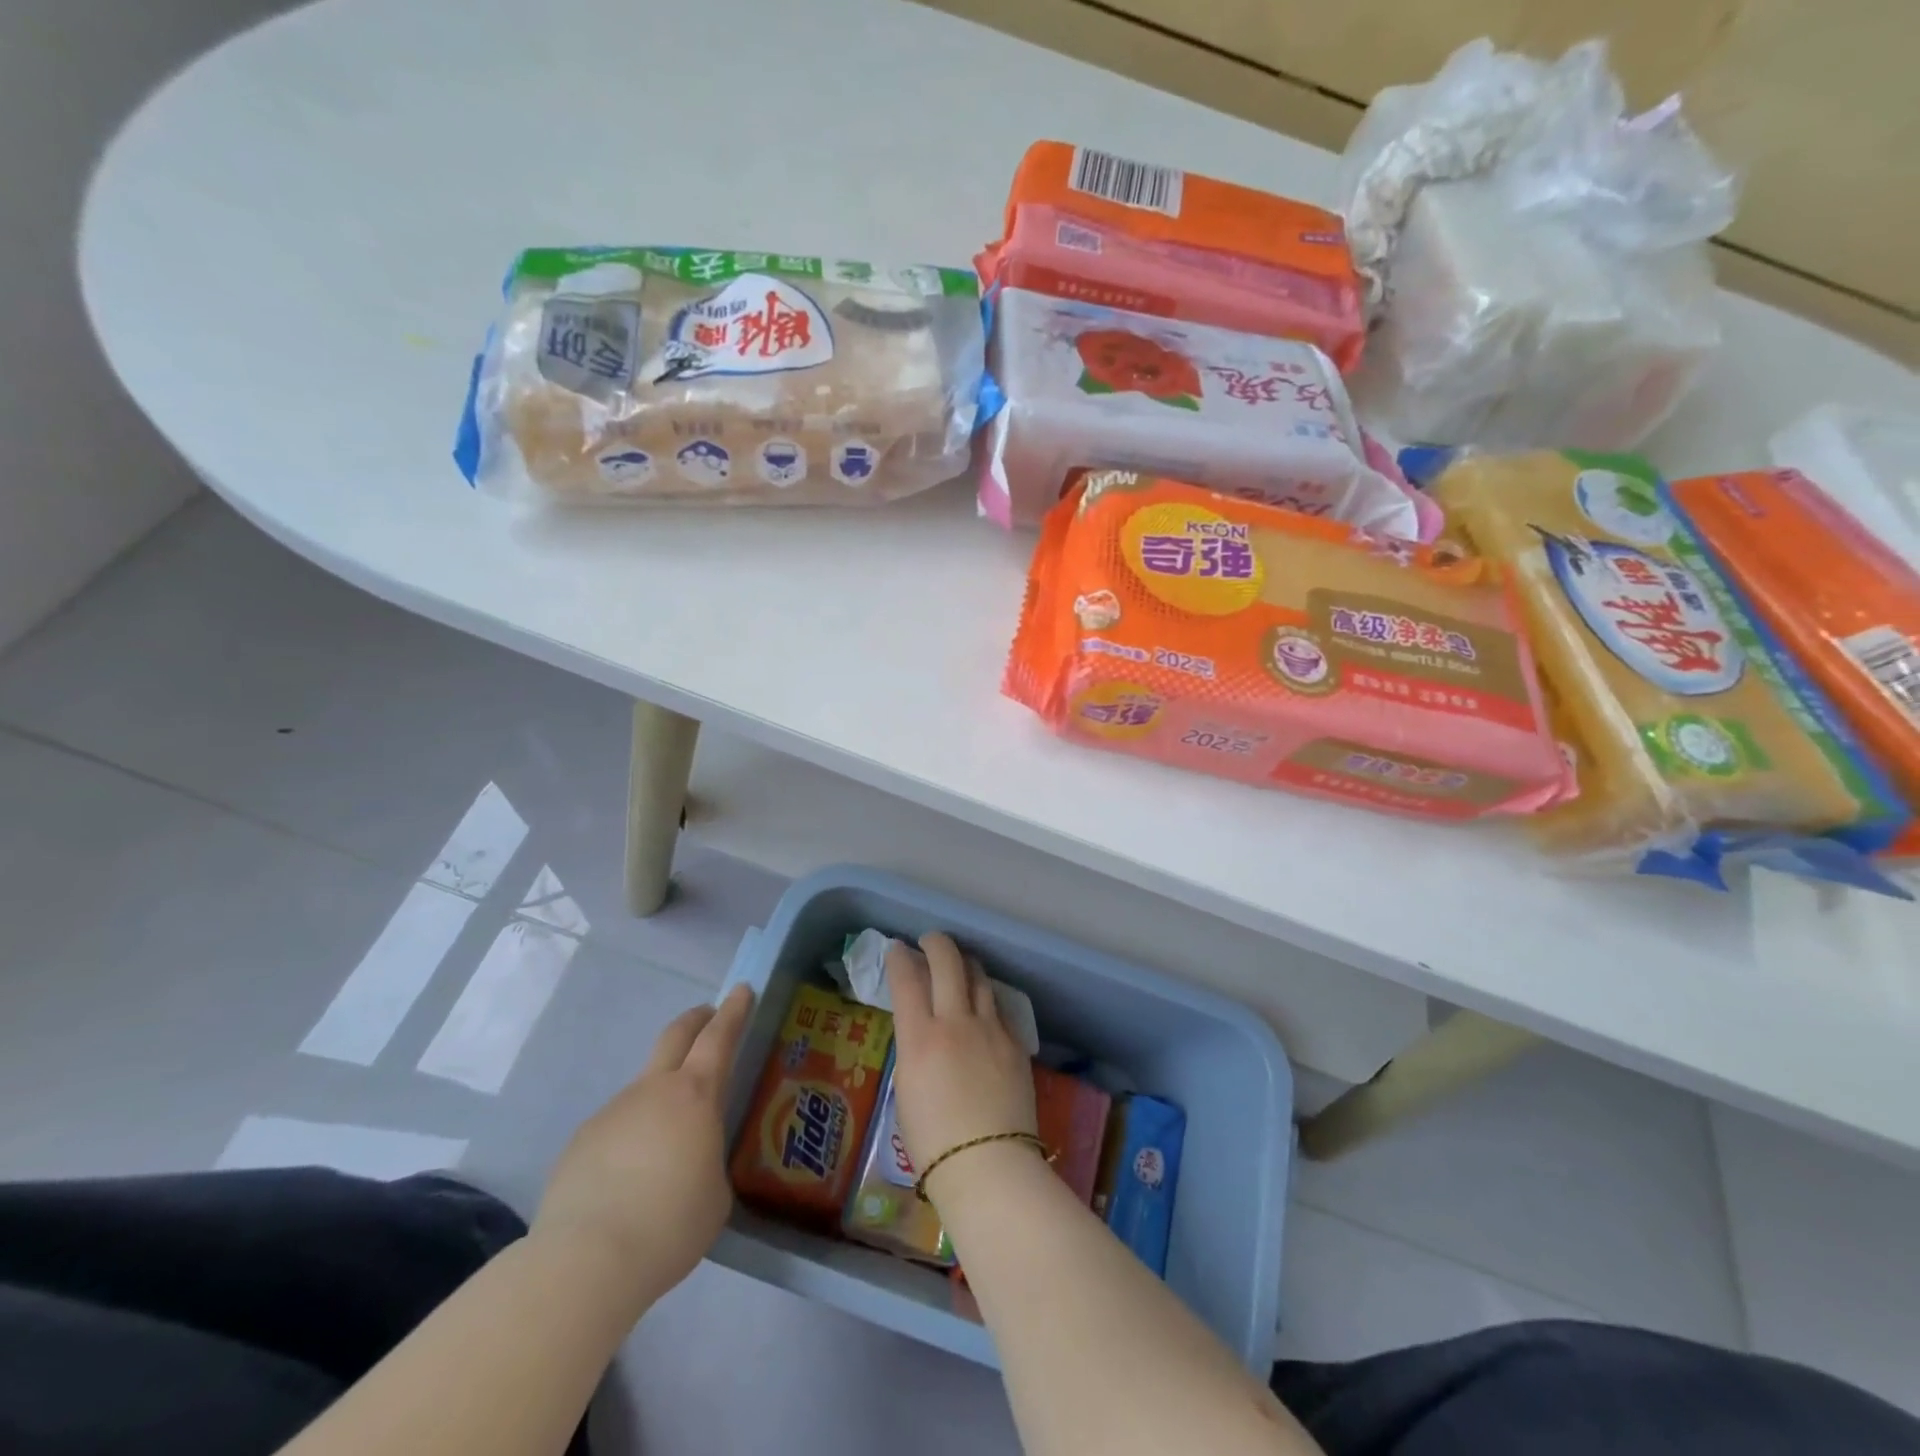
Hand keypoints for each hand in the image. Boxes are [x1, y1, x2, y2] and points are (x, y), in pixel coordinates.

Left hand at [532, 983, 753, 1306]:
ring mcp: (611, 1112)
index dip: (734, 1011)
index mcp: (695, 1096)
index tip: (742, 990)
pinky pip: (615, 1128)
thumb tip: (690, 1165)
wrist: (585, 1262)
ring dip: (661, 1097)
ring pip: (643, 1089)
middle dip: (696, 1021)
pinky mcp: (579, 1143)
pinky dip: (630, 1138)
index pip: (719, 1037)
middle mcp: (652, 1091)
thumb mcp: (716, 1195)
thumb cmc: (670, 1225)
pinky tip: (628, 1182)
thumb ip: (708, 1162)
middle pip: (675, 1036)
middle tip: (709, 1017)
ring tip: (667, 1146)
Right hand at [885, 933, 1037, 1201]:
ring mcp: (990, 1029)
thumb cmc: (932, 1142)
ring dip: (965, 964)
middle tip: (929, 941)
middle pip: (948, 962)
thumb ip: (914, 1049)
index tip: (897, 949)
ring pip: (978, 977)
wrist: (988, 1165)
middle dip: (936, 943)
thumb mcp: (906, 1089)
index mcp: (921, 1038)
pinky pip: (997, 1008)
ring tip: (959, 965)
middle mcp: (956, 1022)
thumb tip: (922, 1029)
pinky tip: (982, 1006)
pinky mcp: (1014, 1043)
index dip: (899, 958)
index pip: (906, 980)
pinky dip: (984, 998)